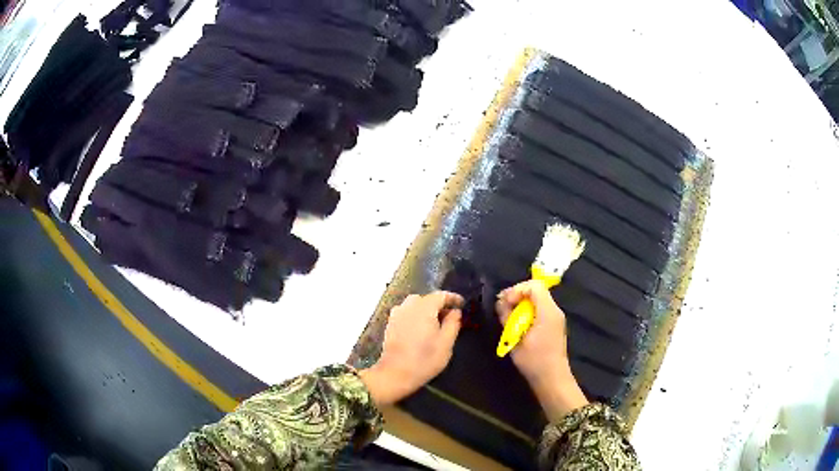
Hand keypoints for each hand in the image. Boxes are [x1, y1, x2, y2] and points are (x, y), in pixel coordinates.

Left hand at [359, 291, 463, 405]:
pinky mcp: (390, 324)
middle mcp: (408, 306)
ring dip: (426, 310)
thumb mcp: (446, 343)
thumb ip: (453, 324)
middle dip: (439, 304)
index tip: (462, 304)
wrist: (395, 374)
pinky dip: (415, 316)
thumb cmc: (425, 360)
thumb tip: (455, 311)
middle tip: (449, 317)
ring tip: (435, 323)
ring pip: (414, 305)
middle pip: (426, 298)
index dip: (453, 298)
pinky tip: (420, 329)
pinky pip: (406, 313)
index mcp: (424, 308)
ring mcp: (397, 314)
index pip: (441, 295)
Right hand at [496, 280, 587, 421]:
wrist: (552, 378)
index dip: (517, 289)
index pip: (534, 286)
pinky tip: (518, 324)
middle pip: (536, 290)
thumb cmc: (534, 360)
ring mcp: (556, 317)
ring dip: (521, 303)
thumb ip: (508, 318)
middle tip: (502, 307)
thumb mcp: (515, 339)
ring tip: (508, 316)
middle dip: (517, 295)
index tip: (504, 302)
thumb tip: (501, 302)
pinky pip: (540, 308)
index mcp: (547, 312)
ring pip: (538, 299)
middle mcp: (554, 310)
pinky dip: (528, 311)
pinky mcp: (553, 324)